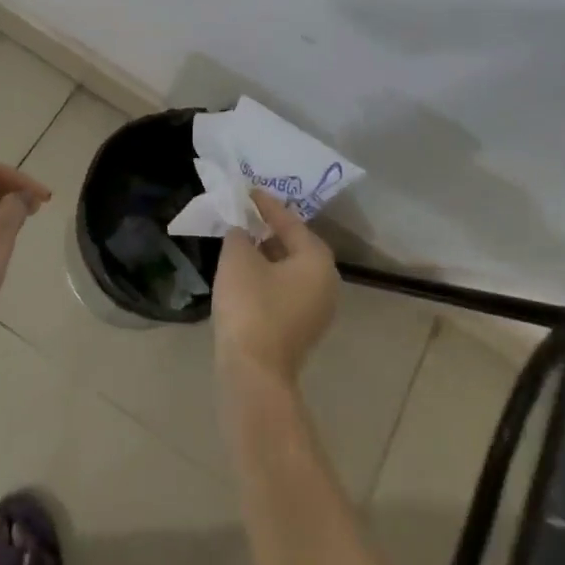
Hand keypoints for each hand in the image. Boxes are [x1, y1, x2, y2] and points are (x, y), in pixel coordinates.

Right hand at [214, 188, 339, 386]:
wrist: (253, 373)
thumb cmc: (251, 306)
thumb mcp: (238, 258)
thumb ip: (240, 235)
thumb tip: (242, 232)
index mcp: (317, 260)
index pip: (290, 222)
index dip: (266, 205)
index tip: (249, 191)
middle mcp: (326, 283)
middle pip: (296, 246)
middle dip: (269, 230)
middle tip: (246, 216)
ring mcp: (316, 310)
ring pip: (290, 270)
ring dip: (267, 255)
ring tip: (241, 242)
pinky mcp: (301, 330)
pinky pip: (285, 291)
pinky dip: (268, 277)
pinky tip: (245, 274)